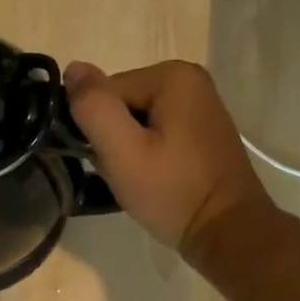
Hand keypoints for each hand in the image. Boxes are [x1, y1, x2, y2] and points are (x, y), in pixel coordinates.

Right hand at [64, 59, 274, 268]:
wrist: (227, 232)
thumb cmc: (173, 192)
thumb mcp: (123, 152)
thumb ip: (94, 108)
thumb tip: (72, 68)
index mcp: (172, 76)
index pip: (104, 93)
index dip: (96, 129)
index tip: (108, 161)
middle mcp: (189, 80)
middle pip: (120, 104)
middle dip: (112, 139)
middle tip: (125, 174)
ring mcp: (198, 105)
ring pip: (135, 121)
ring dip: (127, 149)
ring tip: (139, 179)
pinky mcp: (200, 130)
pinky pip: (155, 132)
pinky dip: (146, 154)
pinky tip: (154, 177)